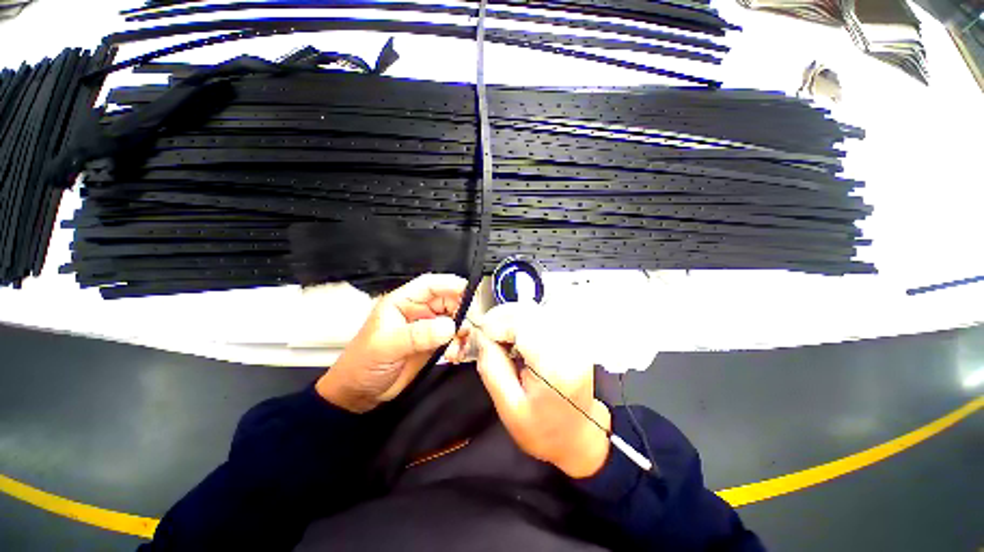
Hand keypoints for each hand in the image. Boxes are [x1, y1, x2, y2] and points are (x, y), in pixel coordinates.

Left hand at [317, 274, 466, 412]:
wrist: (359, 394)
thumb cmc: (363, 364)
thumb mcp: (387, 346)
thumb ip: (417, 335)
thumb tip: (449, 326)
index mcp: (402, 302)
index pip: (429, 285)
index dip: (449, 284)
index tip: (468, 290)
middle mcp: (417, 312)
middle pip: (447, 301)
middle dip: (461, 310)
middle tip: (466, 325)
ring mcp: (427, 328)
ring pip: (453, 320)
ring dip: (461, 331)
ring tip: (458, 346)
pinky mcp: (433, 345)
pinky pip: (453, 339)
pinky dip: (459, 344)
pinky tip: (456, 354)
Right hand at [474, 303, 610, 478]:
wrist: (578, 435)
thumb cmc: (544, 430)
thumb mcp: (508, 407)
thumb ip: (492, 367)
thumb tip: (482, 335)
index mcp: (554, 365)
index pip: (522, 322)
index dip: (497, 323)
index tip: (482, 335)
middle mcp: (569, 345)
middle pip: (529, 311)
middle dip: (502, 318)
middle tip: (488, 335)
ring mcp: (575, 338)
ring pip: (535, 309)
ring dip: (513, 318)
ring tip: (502, 339)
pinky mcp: (573, 336)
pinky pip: (542, 315)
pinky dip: (524, 321)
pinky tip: (518, 338)